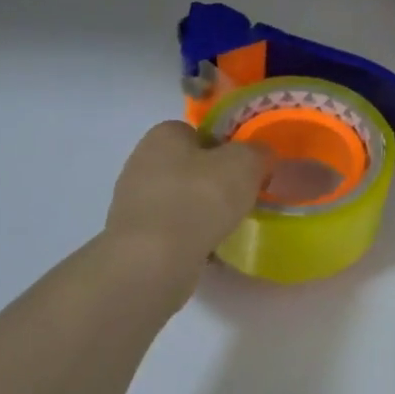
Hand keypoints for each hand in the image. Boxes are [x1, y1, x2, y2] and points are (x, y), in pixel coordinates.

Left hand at [104, 122, 267, 303]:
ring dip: (202, 210)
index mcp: (163, 136)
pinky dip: (190, 236)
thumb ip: (258, 151)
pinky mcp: (133, 237)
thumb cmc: (199, 199)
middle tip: (241, 196)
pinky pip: (172, 229)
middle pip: (190, 166)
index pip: (198, 132)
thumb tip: (260, 154)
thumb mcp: (245, 163)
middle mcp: (142, 162)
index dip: (225, 146)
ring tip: (228, 225)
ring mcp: (133, 202)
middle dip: (214, 180)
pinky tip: (209, 248)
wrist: (153, 261)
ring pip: (181, 199)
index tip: (245, 167)